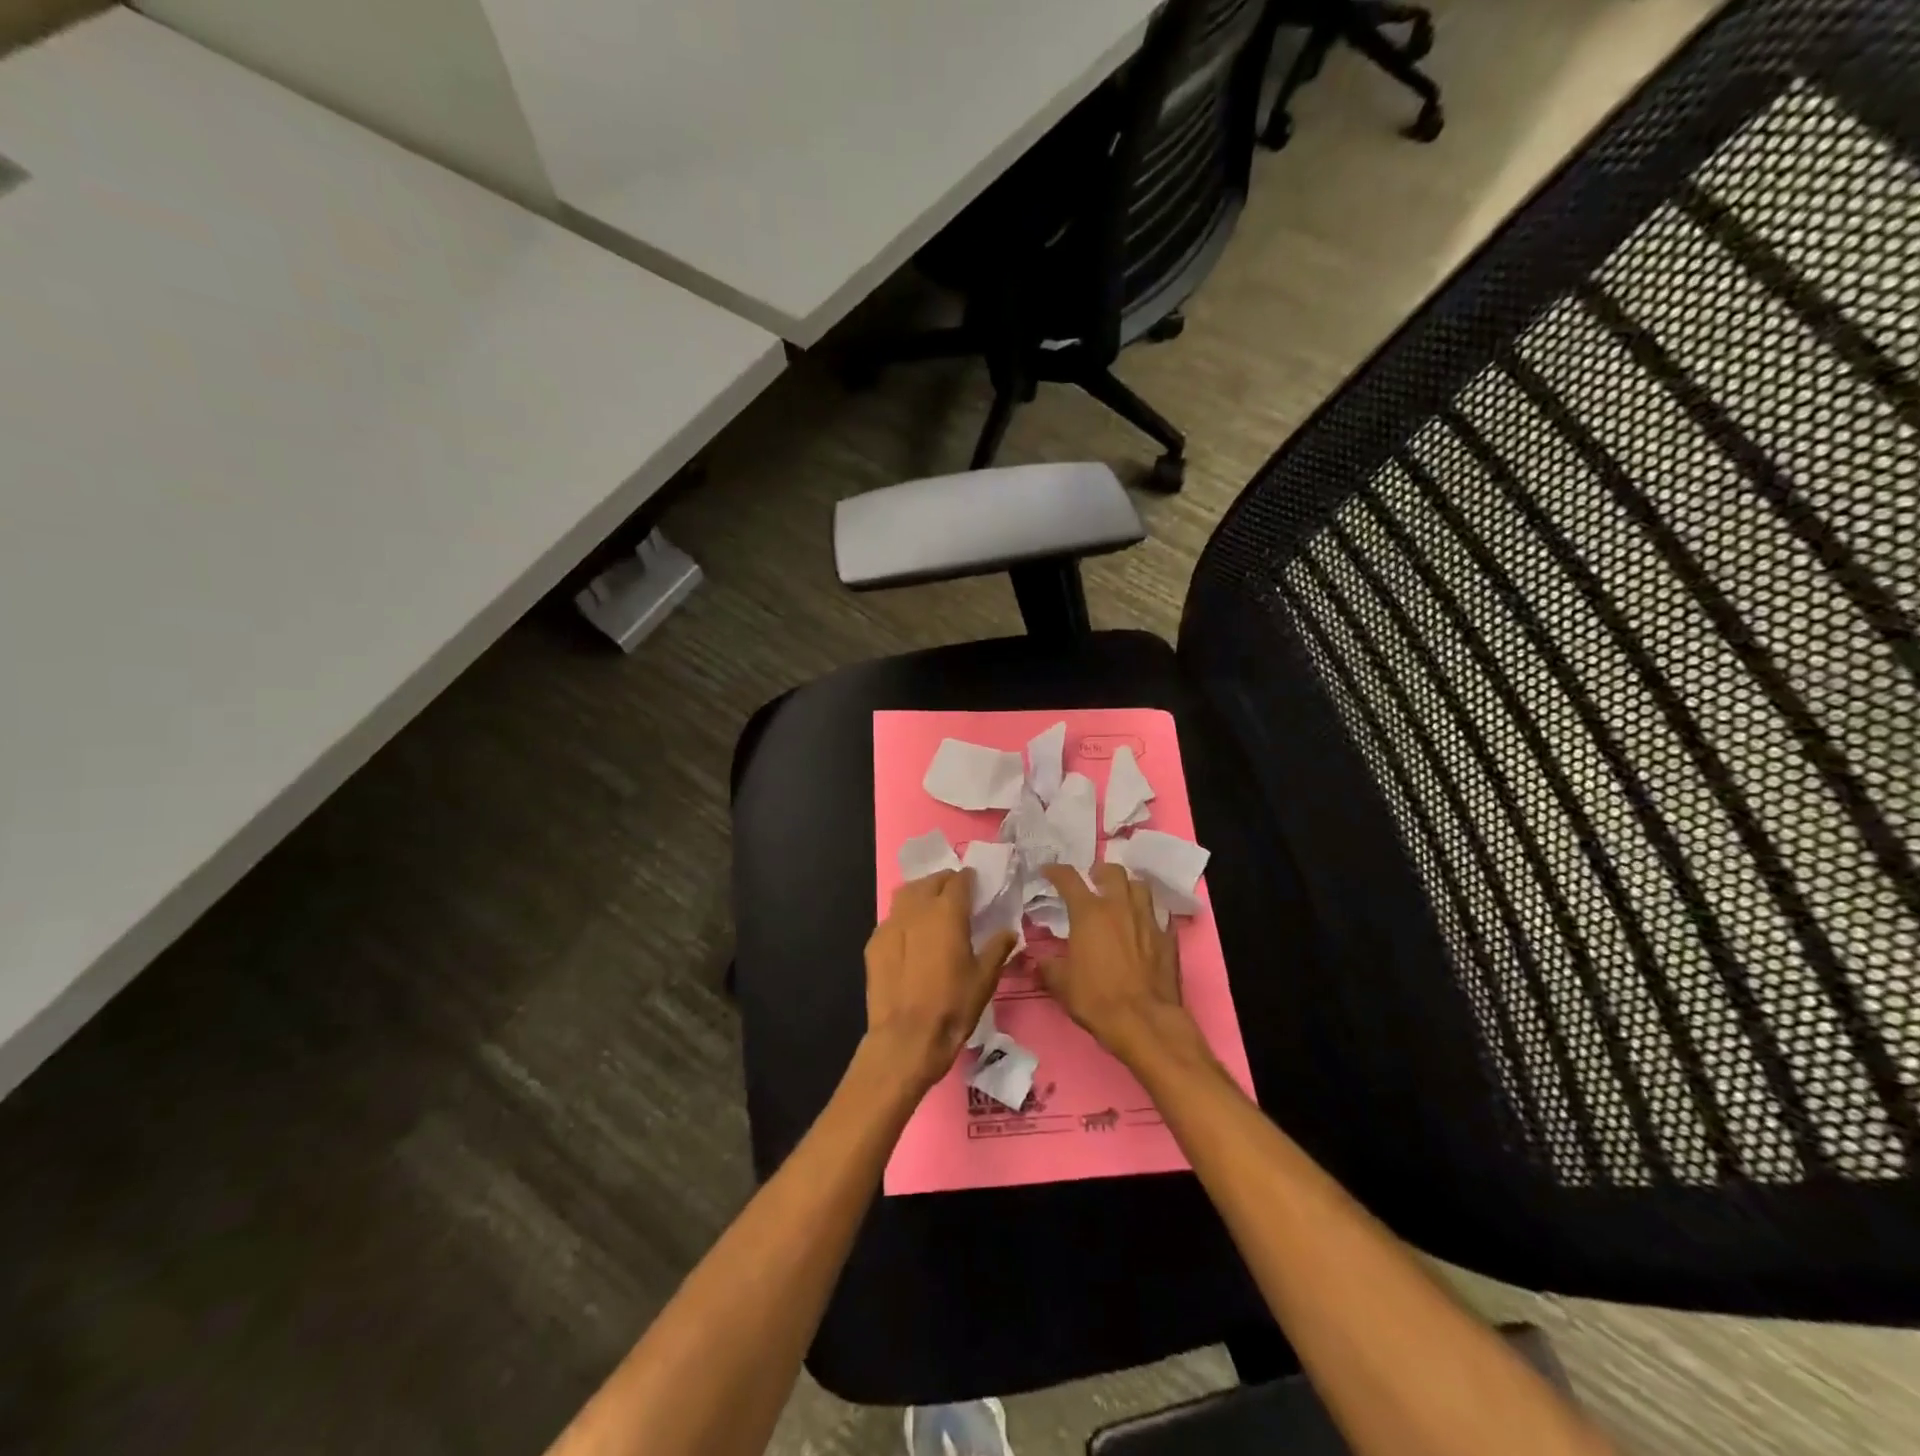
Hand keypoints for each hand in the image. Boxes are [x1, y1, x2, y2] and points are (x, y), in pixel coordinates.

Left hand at [864, 870, 1017, 1090]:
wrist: (906, 1038)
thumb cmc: (953, 1006)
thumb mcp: (985, 978)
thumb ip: (998, 948)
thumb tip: (1009, 931)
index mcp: (947, 912)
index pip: (959, 881)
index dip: (969, 880)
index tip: (976, 886)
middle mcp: (917, 909)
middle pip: (930, 881)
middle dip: (945, 883)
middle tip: (956, 896)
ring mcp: (891, 924)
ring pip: (906, 894)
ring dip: (921, 894)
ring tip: (931, 908)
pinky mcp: (874, 943)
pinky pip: (891, 919)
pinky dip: (904, 918)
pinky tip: (910, 936)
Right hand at [1039, 863, 1186, 1059]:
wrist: (1144, 1021)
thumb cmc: (1096, 999)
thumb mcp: (1061, 984)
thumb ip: (1048, 966)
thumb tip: (1038, 960)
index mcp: (1089, 912)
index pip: (1069, 879)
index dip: (1056, 871)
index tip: (1048, 871)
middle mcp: (1120, 907)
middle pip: (1113, 872)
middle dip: (1100, 872)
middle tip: (1093, 880)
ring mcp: (1147, 920)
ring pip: (1140, 886)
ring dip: (1128, 887)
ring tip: (1121, 897)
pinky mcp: (1168, 937)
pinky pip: (1160, 915)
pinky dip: (1150, 915)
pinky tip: (1145, 925)